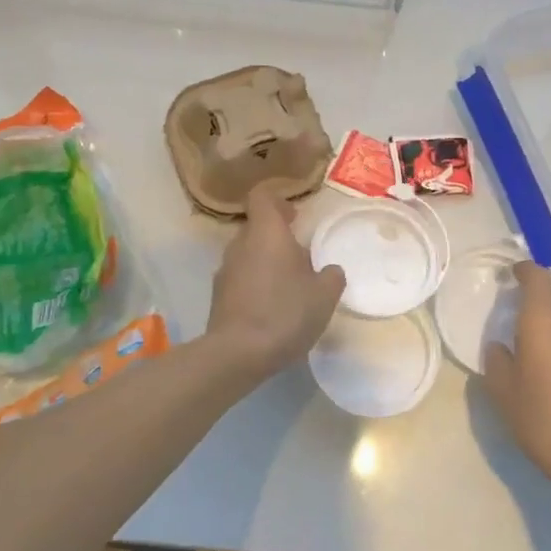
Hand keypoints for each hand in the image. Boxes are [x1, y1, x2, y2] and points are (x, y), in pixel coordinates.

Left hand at [206, 180, 345, 381]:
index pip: (262, 197)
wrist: (237, 354)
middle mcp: (240, 244)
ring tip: (289, 287)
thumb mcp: (324, 295)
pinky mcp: (218, 297)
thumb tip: (330, 270)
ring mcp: (225, 271)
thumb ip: (332, 276)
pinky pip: (240, 279)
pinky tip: (272, 310)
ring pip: (248, 254)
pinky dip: (255, 285)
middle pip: (257, 228)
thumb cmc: (285, 312)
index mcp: (266, 233)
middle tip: (301, 257)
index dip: (278, 200)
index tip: (294, 215)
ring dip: (266, 263)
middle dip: (277, 237)